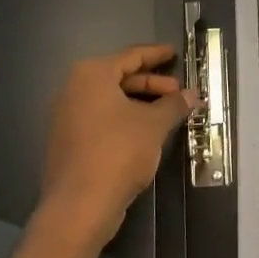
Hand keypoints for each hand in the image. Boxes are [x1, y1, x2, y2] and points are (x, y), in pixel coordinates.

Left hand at [38, 44, 198, 245]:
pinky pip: (100, 118)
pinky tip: (145, 132)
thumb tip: (192, 94)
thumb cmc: (118, 152)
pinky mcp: (67, 140)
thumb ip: (174, 105)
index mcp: (91, 75)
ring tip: (167, 113)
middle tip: (177, 92)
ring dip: (139, 103)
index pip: (130, 56)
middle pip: (119, 77)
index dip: (156, 55)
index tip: (174, 53)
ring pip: (110, 100)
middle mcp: (73, 89)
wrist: (79, 204)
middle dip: (151, 84)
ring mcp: (66, 116)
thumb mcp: (153, 125)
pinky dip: (123, 118)